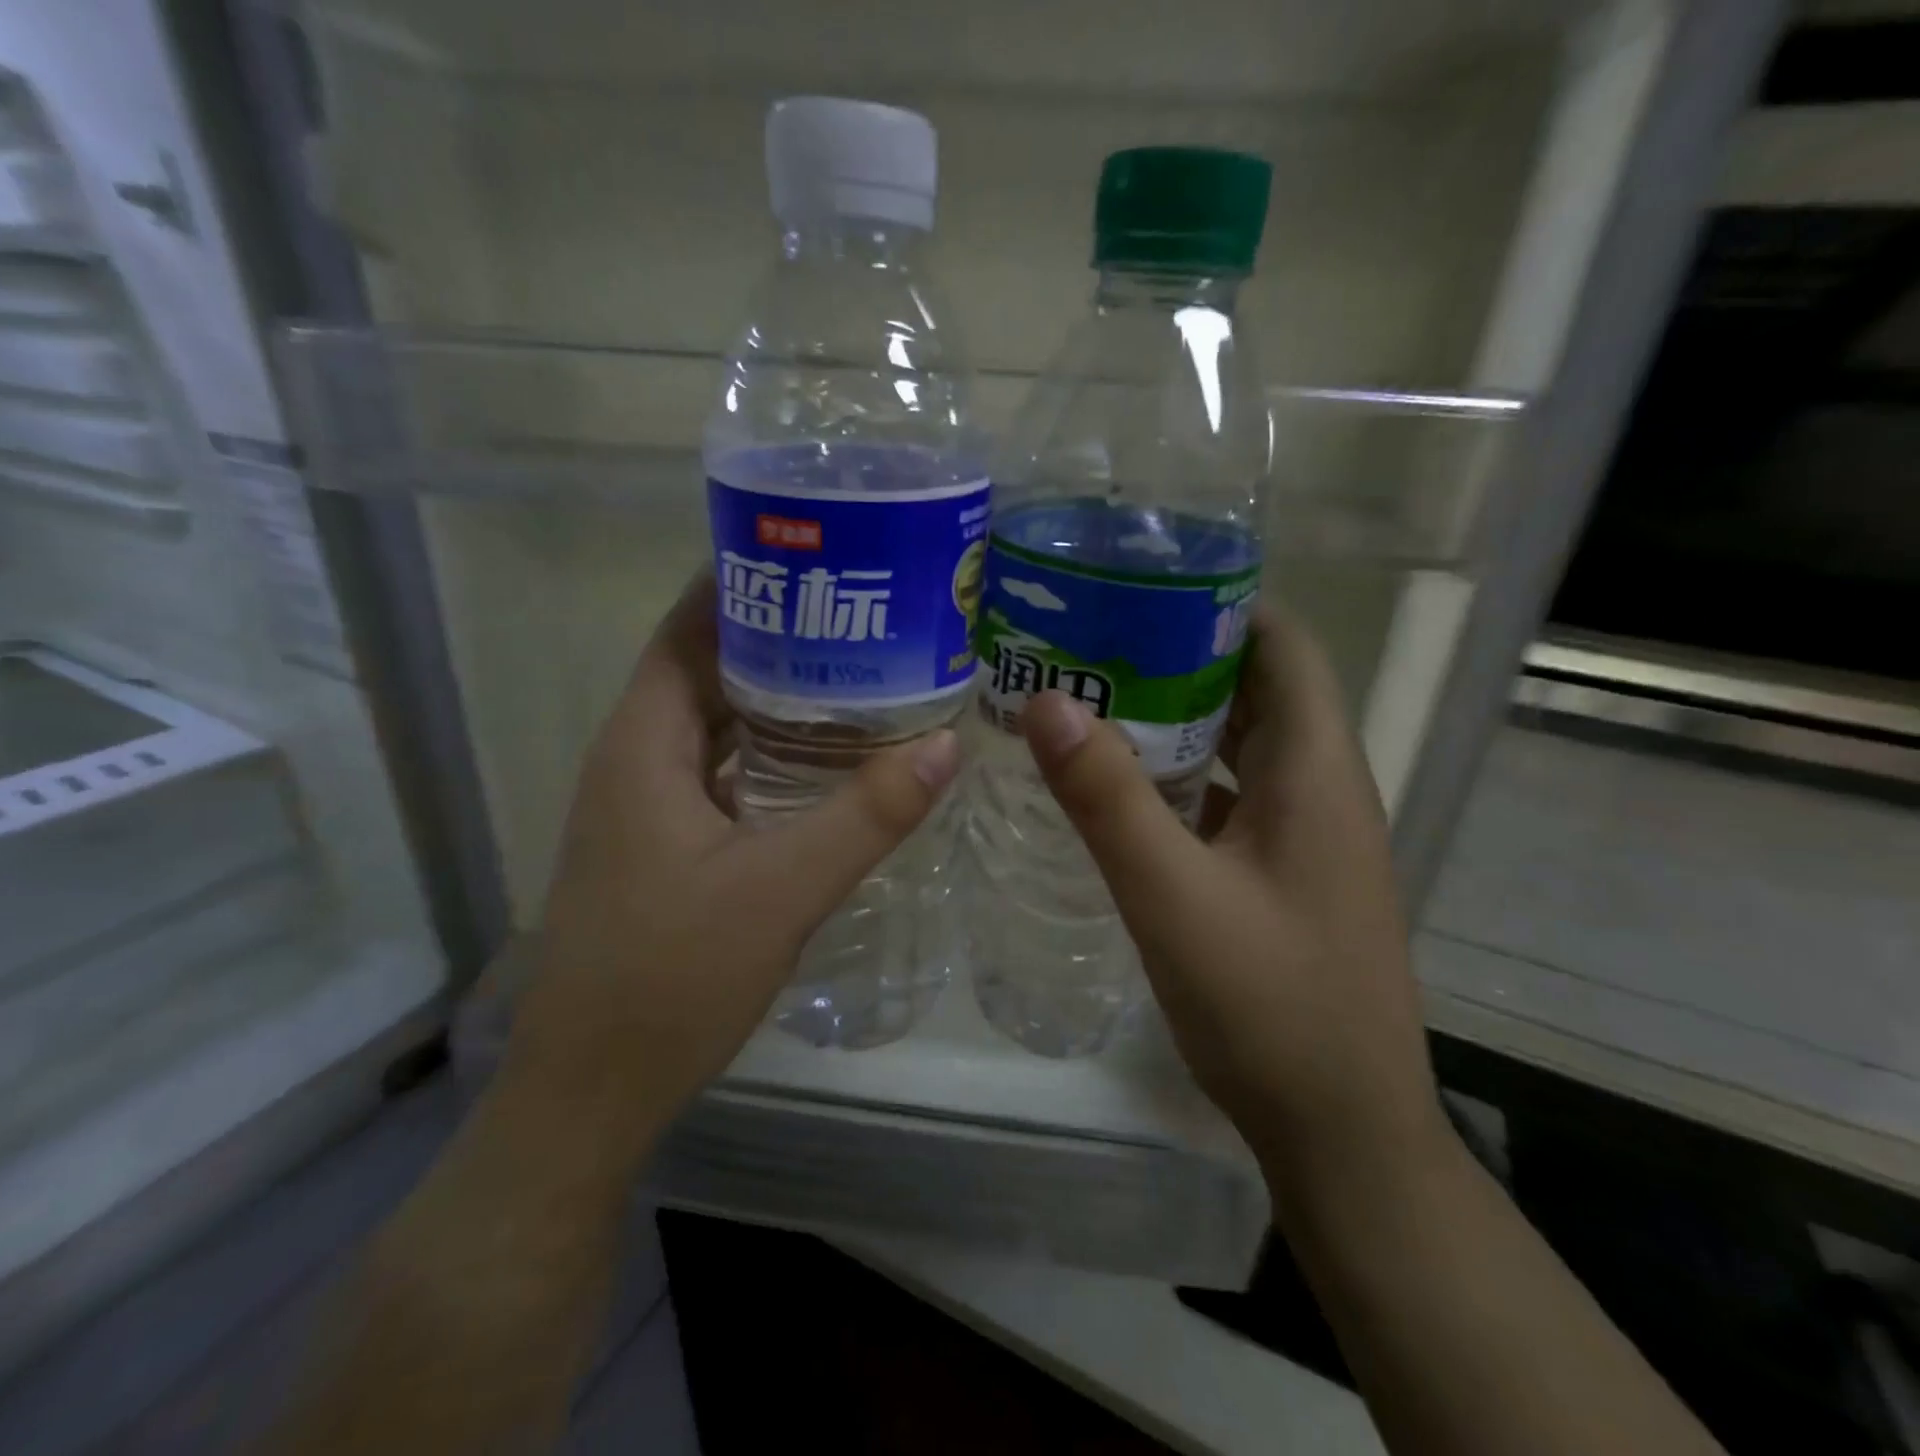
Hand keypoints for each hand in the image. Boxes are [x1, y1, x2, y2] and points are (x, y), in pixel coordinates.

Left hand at [501, 574, 961, 1163]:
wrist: (592, 1090)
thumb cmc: (671, 978)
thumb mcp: (781, 890)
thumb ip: (866, 815)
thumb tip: (944, 745)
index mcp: (645, 743)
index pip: (690, 626)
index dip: (746, 580)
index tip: (820, 555)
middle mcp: (637, 757)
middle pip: (707, 665)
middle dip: (780, 631)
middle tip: (865, 610)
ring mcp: (648, 802)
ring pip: (716, 720)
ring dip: (777, 691)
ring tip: (860, 668)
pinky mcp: (664, 841)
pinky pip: (721, 767)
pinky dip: (769, 746)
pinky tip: (826, 756)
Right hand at [1020, 608, 1445, 1188]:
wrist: (1340, 1129)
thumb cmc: (1269, 1005)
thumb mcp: (1172, 896)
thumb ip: (1108, 798)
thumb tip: (1047, 701)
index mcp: (1316, 770)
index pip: (1283, 646)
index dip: (1221, 603)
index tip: (1137, 586)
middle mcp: (1319, 787)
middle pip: (1254, 689)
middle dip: (1177, 655)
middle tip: (1088, 639)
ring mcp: (1302, 834)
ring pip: (1236, 746)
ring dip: (1173, 718)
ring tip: (1089, 696)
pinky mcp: (1281, 873)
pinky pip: (1227, 797)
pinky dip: (1178, 777)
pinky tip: (1117, 787)